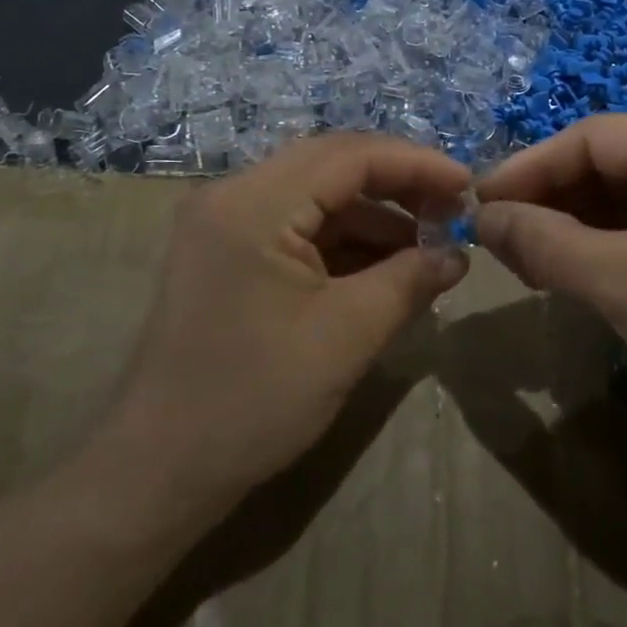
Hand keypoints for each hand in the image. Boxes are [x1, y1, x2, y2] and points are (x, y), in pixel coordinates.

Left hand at [101, 133, 471, 525]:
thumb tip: (457, 254)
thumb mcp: (347, 336)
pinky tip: (383, 268)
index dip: (416, 164)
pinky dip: (343, 240)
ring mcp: (225, 222)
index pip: (350, 155)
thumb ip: (409, 280)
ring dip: (372, 216)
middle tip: (450, 211)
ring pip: (315, 195)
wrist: (158, 471)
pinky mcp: (227, 252)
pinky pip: (296, 226)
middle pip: (331, 165)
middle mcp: (233, 194)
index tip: (468, 186)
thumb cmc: (253, 401)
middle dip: (397, 185)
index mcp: (254, 203)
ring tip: (427, 249)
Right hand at [474, 115, 626, 461]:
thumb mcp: (620, 283)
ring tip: (523, 259)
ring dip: (569, 224)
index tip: (480, 203)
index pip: (593, 138)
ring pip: (621, 197)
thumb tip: (479, 217)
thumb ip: (542, 241)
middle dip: (549, 199)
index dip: (530, 167)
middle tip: (497, 237)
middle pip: (606, 164)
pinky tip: (566, 270)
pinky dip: (600, 245)